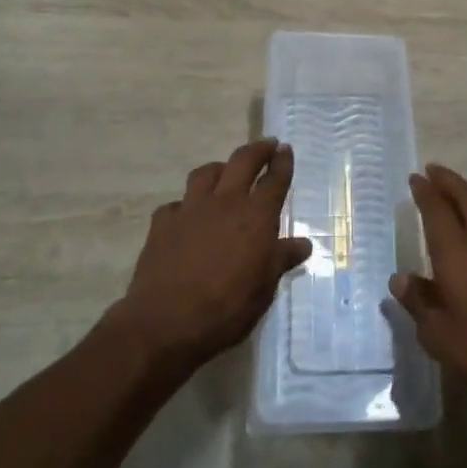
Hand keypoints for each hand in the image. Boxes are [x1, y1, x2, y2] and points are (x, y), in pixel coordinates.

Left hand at [113, 138, 311, 371]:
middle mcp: (225, 202)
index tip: (286, 149)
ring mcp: (191, 208)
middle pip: (243, 161)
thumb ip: (282, 260)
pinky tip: (187, 216)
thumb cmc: (227, 307)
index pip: (275, 179)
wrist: (166, 321)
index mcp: (256, 215)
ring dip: (220, 168)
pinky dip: (186, 205)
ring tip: (225, 172)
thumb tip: (303, 244)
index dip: (282, 162)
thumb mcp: (264, 288)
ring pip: (206, 172)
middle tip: (266, 145)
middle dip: (258, 149)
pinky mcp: (163, 222)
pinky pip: (177, 203)